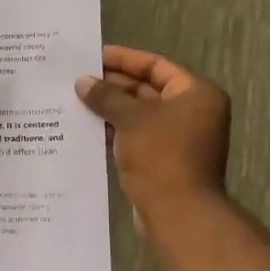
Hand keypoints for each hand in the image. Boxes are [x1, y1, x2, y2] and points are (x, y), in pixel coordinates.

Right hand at [76, 45, 230, 219]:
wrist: (177, 214)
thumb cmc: (161, 156)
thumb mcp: (131, 119)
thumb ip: (106, 96)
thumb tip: (81, 81)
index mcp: (196, 94)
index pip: (156, 66)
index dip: (124, 59)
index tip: (92, 56)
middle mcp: (191, 114)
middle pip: (146, 90)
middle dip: (111, 86)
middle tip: (76, 80)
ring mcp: (177, 140)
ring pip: (137, 117)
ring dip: (108, 110)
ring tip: (73, 102)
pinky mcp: (161, 162)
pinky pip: (134, 139)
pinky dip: (112, 133)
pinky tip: (83, 129)